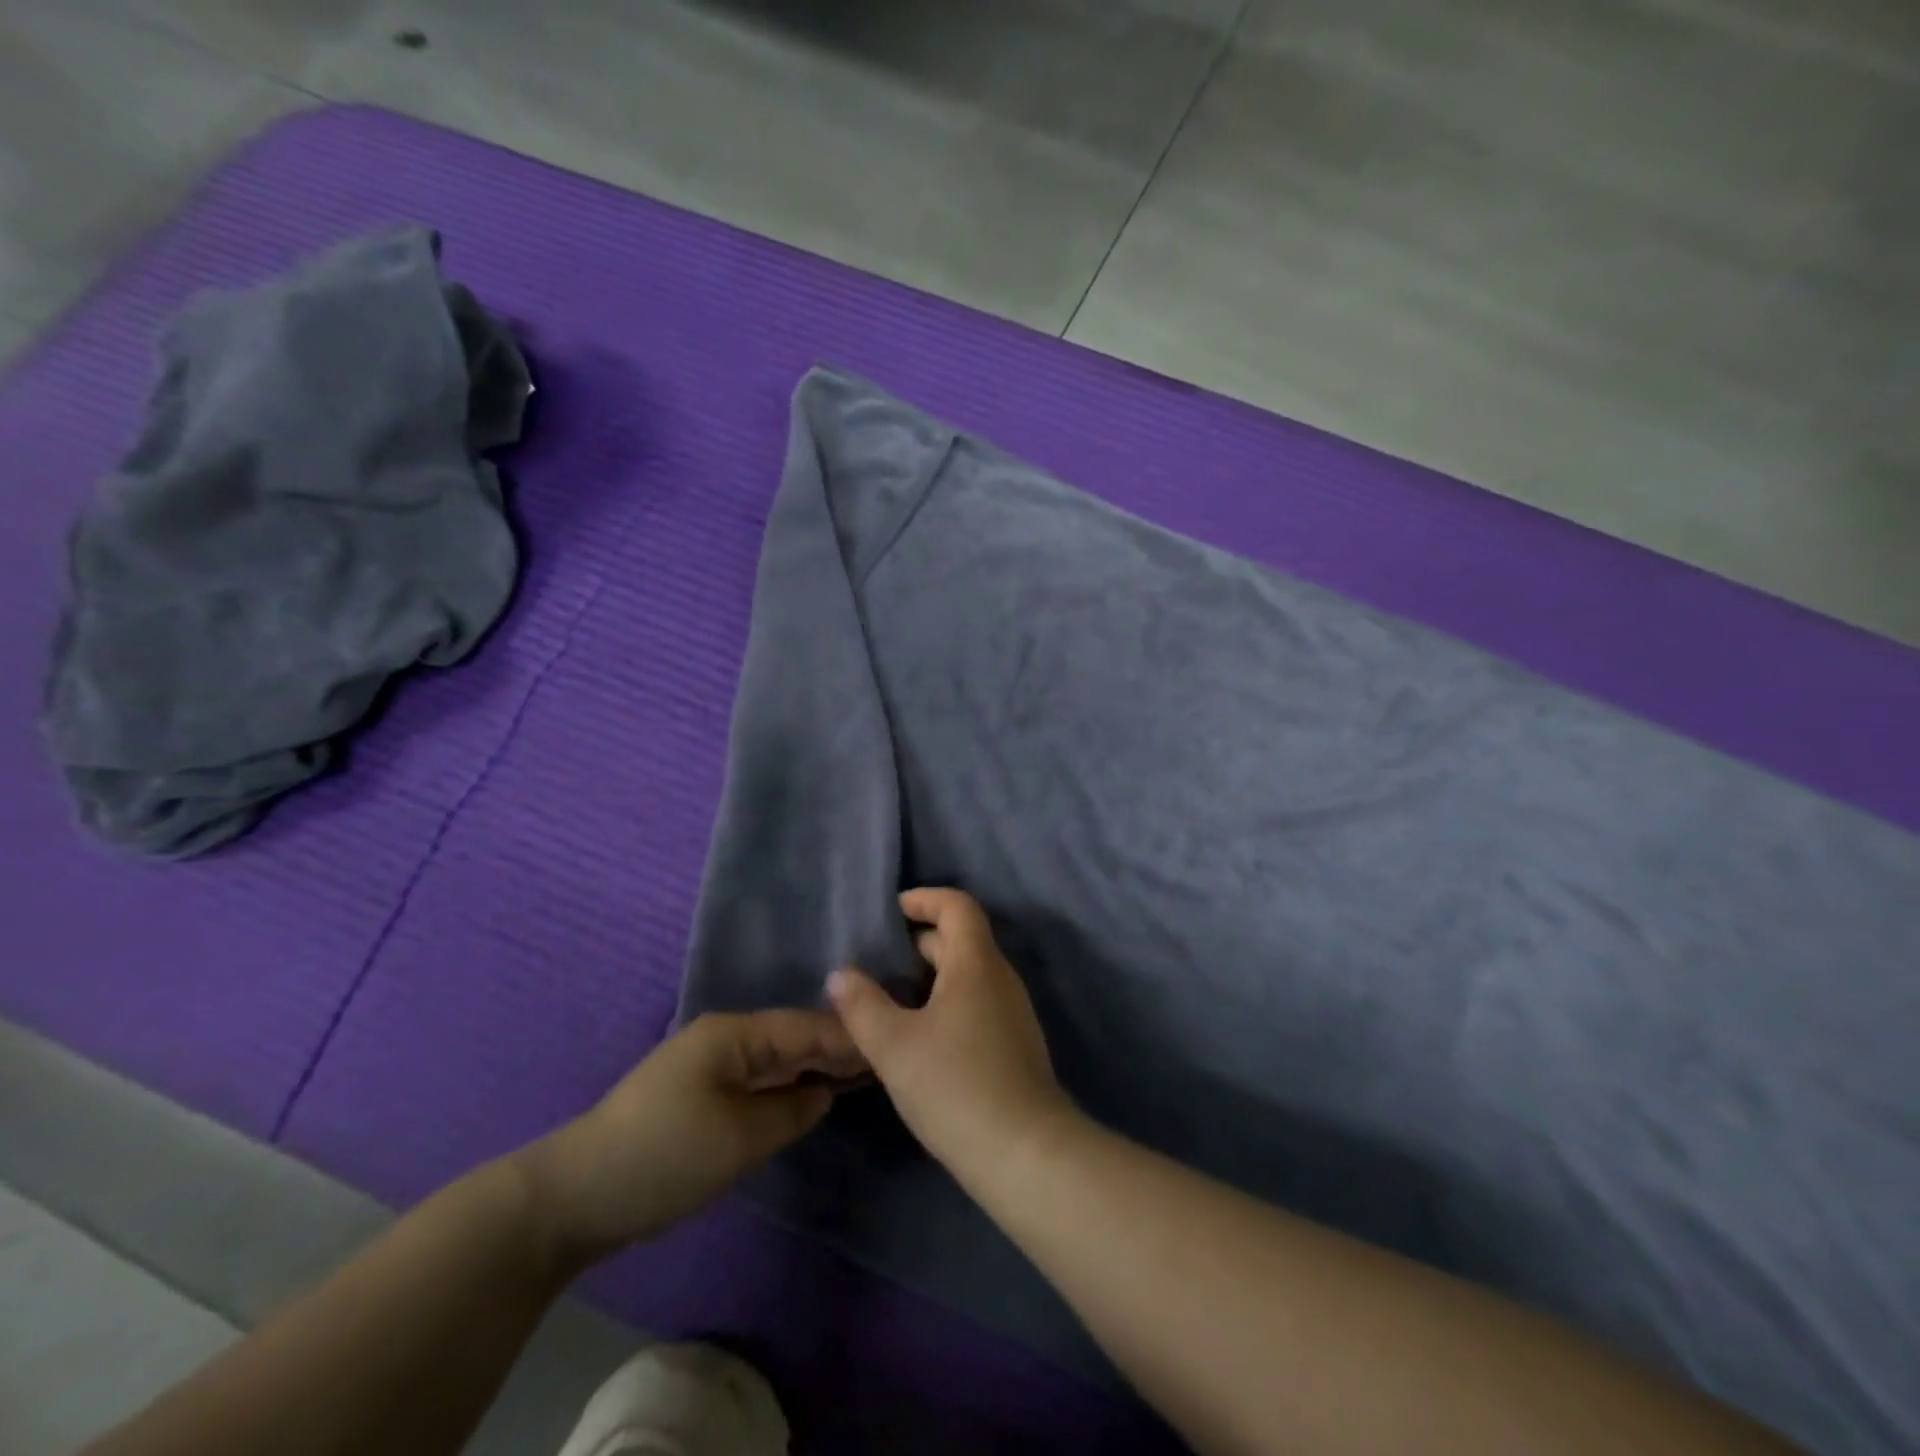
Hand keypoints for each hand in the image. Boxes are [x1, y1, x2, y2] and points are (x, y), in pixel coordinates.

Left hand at [514, 1010, 867, 1267]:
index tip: (889, 1042)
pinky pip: (755, 1080)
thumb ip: (791, 1109)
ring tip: (858, 1074)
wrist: (575, 1196)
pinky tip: (807, 1095)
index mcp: (733, 1034)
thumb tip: (823, 1092)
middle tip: (884, 1058)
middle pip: (791, 1037)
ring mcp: (706, 1066)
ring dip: (811, 1066)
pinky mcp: (697, 1095)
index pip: (804, 1027)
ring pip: (774, 1059)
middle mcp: (723, 1038)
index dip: (847, 1037)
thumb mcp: (739, 1137)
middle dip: (834, 1047)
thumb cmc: (664, 1156)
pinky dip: (785, 1085)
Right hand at [827, 888, 1075, 1183]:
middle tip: (876, 962)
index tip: (890, 913)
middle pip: (961, 938)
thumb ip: (862, 1005)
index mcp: (976, 962)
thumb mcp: (894, 1046)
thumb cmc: (955, 1086)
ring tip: (889, 999)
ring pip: (967, 974)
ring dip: (929, 976)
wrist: (1026, 1154)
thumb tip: (842, 974)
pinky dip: (945, 1002)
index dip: (924, 899)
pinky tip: (919, 1036)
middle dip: (918, 941)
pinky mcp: (1014, 1044)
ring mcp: (1012, 1012)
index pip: (957, 905)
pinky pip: (975, 1002)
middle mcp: (1000, 977)